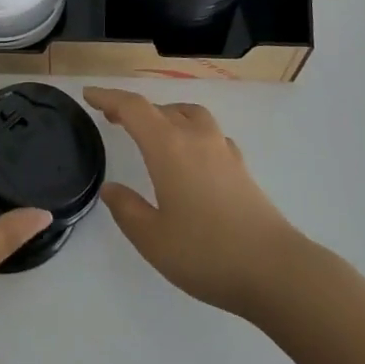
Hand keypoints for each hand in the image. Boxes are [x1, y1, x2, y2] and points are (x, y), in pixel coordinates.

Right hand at [85, 87, 303, 317]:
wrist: (275, 269)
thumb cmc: (207, 253)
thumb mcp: (153, 239)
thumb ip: (128, 210)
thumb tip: (112, 189)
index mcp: (168, 147)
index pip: (133, 108)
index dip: (109, 97)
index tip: (89, 94)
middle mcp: (195, 137)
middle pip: (159, 108)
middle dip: (132, 108)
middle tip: (112, 117)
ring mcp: (222, 149)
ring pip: (188, 114)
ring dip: (165, 114)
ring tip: (153, 131)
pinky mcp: (241, 166)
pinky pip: (209, 133)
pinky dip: (191, 132)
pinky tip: (192, 155)